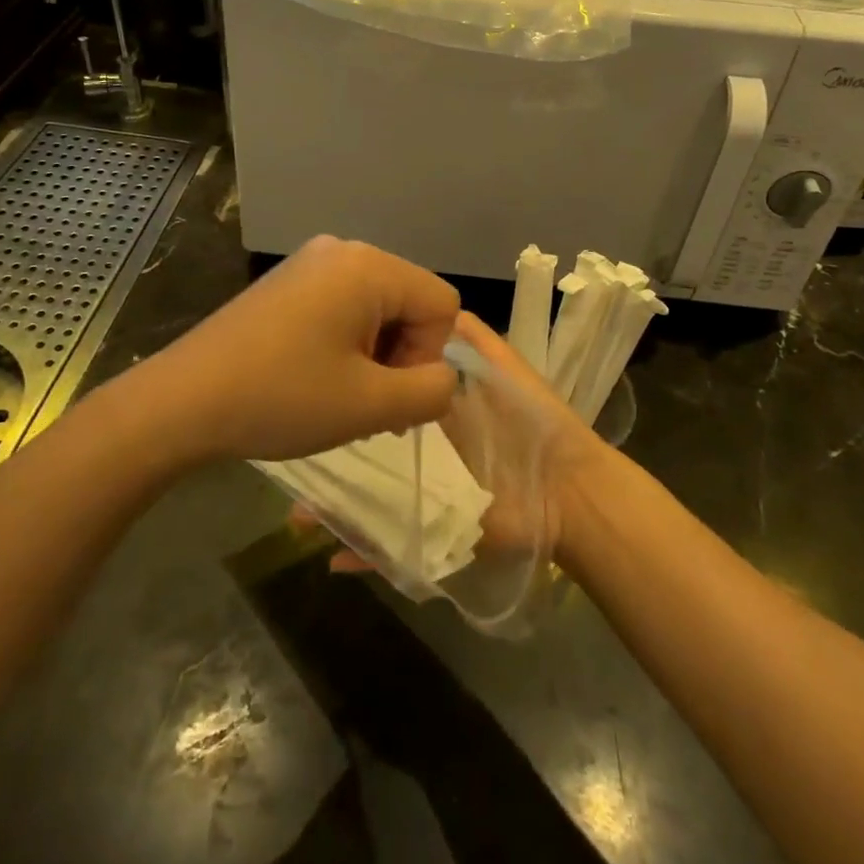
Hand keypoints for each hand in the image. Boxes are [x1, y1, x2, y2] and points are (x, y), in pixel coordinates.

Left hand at [134, 236, 460, 464]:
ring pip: (377, 309)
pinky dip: (345, 345)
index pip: (441, 304)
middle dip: (401, 357)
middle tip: (368, 406)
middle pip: (409, 302)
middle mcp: (342, 250)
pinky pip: (342, 307)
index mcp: (368, 266)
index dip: (430, 357)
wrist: (182, 401)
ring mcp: (309, 263)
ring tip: (340, 398)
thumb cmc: (281, 397)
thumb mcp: (371, 405)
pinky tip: (315, 380)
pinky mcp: (286, 283)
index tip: (389, 396)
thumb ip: (432, 392)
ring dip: (374, 357)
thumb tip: (444, 379)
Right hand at [296, 311, 601, 571]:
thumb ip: (472, 339)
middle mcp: (423, 454)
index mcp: (434, 414)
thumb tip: (433, 307)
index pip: (382, 400)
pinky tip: (330, 556)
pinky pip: (390, 547)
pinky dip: (362, 554)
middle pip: (369, 452)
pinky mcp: (434, 533)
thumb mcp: (502, 368)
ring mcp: (425, 495)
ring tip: (299, 512)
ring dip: (334, 507)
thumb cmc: (530, 422)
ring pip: (369, 498)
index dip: (353, 394)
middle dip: (333, 456)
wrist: (567, 492)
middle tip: (296, 452)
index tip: (317, 384)